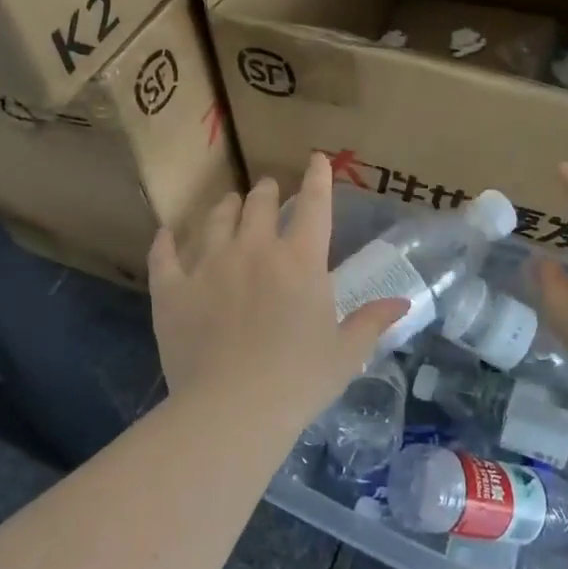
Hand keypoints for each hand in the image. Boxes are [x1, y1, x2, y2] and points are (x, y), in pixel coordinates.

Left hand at [149, 152, 405, 424]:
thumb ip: (371, 322)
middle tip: (268, 190)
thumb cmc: (299, 381)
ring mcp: (209, 265)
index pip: (314, 205)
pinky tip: (166, 235)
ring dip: (225, 207)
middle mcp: (254, 249)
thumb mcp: (345, 353)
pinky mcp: (173, 288)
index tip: (316, 159)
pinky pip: (165, 254)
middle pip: (260, 203)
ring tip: (227, 203)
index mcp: (300, 260)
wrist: (232, 410)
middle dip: (267, 191)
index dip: (318, 178)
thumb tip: (402, 303)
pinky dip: (166, 242)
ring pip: (215, 219)